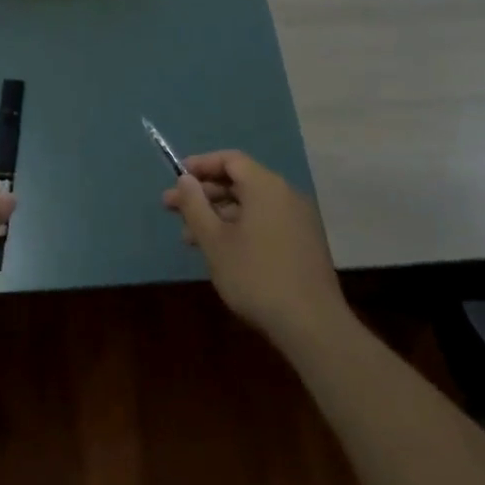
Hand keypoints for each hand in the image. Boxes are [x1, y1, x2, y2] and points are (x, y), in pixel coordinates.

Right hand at [162, 150, 345, 348]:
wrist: (312, 324)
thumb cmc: (256, 276)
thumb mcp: (215, 241)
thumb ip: (195, 206)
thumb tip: (185, 179)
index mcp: (266, 187)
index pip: (230, 160)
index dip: (201, 165)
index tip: (177, 179)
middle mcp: (286, 195)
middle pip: (240, 182)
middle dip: (204, 194)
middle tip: (173, 209)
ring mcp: (298, 220)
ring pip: (251, 206)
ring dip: (218, 215)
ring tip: (189, 238)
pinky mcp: (303, 243)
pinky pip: (265, 222)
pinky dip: (239, 228)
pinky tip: (220, 252)